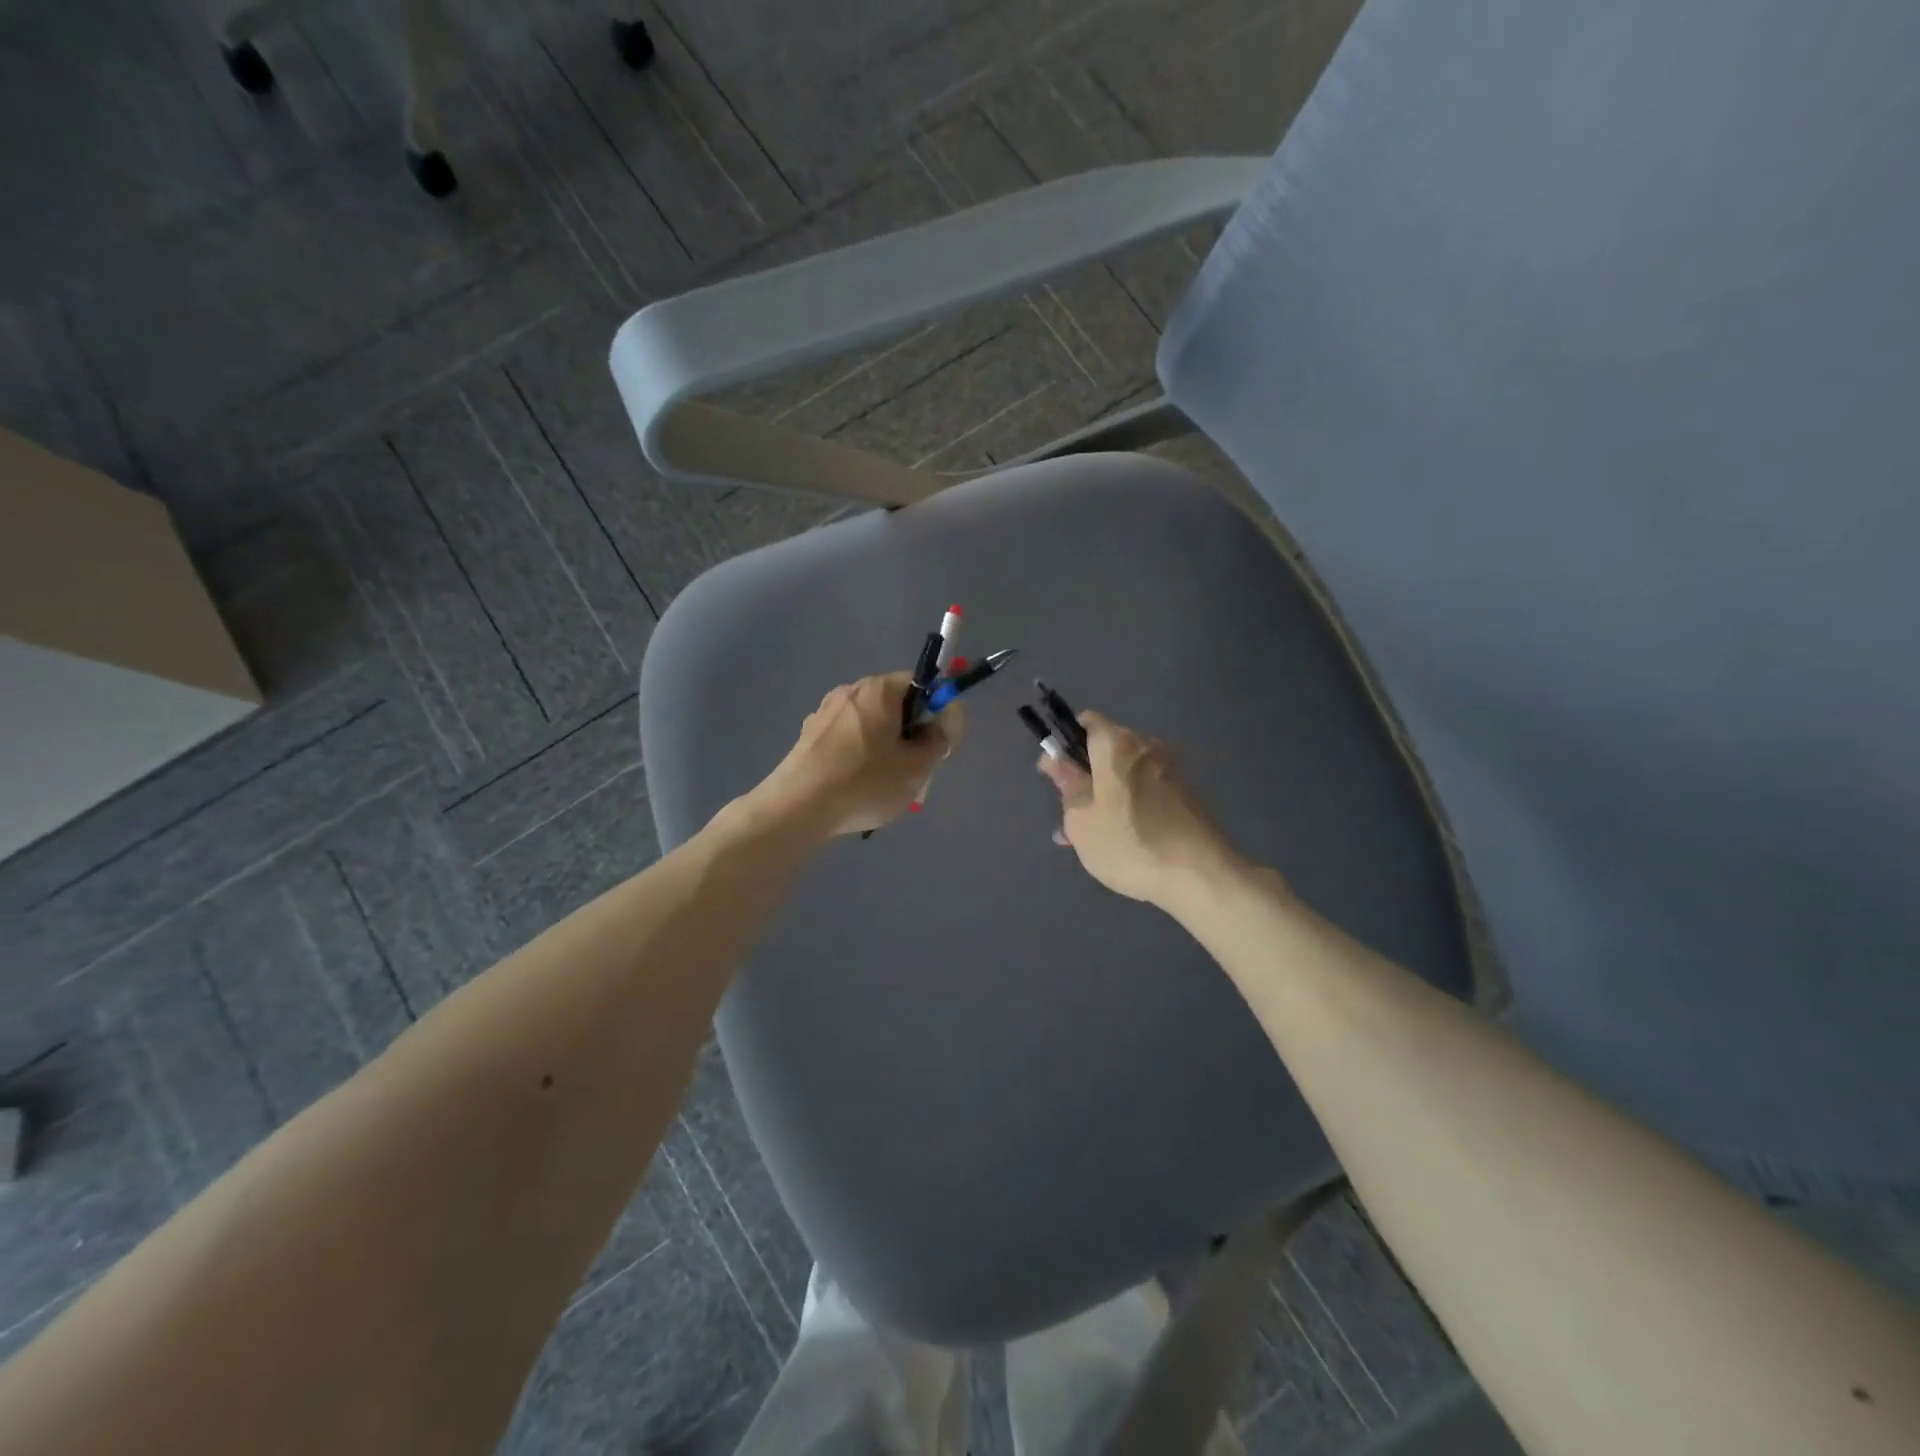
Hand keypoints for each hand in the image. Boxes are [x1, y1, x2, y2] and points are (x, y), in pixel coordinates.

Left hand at [756, 673, 956, 837]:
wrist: (798, 808)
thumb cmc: (865, 782)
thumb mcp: (917, 767)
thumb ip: (938, 740)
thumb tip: (940, 724)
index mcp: (879, 690)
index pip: (922, 683)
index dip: (938, 711)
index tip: (939, 743)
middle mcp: (850, 691)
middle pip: (895, 705)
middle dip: (911, 734)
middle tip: (915, 769)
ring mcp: (824, 713)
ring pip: (871, 726)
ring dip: (885, 748)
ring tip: (884, 786)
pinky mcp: (809, 737)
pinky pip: (847, 741)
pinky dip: (859, 758)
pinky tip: (855, 788)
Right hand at [1037, 712, 1240, 906]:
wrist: (1200, 876)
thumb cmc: (1129, 844)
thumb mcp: (1081, 821)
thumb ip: (1067, 786)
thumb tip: (1057, 761)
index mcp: (1116, 744)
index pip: (1085, 722)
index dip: (1065, 744)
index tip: (1057, 777)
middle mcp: (1146, 747)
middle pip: (1106, 750)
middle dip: (1085, 777)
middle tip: (1070, 818)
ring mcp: (1171, 771)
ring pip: (1125, 776)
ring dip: (1105, 798)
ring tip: (1092, 839)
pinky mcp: (1186, 796)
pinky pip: (1146, 792)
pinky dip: (1129, 808)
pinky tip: (1121, 843)